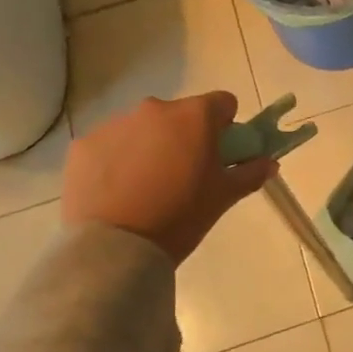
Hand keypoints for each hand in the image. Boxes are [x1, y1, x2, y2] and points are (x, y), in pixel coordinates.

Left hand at [62, 93, 275, 262]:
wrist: (116, 248)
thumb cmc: (181, 217)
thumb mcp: (223, 197)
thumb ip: (250, 173)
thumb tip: (269, 163)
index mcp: (194, 116)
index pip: (223, 103)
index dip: (226, 127)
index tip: (220, 153)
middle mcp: (154, 109)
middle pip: (180, 115)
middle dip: (185, 137)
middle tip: (183, 176)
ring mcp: (115, 125)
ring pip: (143, 129)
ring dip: (150, 147)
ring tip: (146, 189)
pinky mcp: (83, 145)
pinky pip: (109, 146)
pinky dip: (116, 161)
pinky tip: (117, 193)